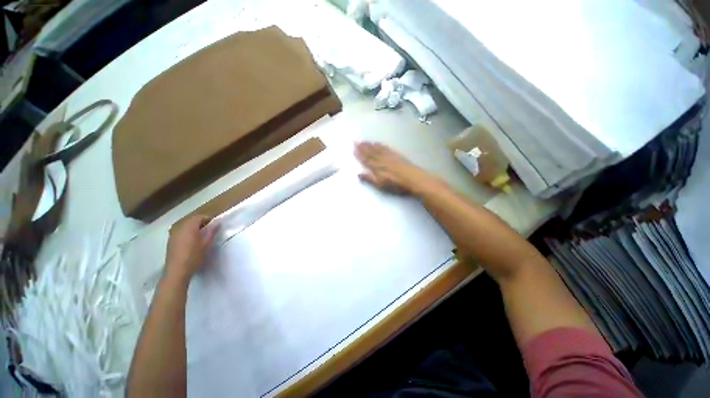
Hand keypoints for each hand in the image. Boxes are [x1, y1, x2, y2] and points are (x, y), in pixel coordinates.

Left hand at [164, 215, 217, 283]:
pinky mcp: (170, 241)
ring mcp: (173, 235)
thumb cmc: (194, 256)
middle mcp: (179, 228)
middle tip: (209, 230)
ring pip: (185, 226)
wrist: (177, 271)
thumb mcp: (206, 244)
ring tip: (201, 236)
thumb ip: (211, 232)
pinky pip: (180, 232)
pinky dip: (187, 233)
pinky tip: (191, 242)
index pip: (199, 217)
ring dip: (194, 228)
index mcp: (189, 227)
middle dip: (201, 223)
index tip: (214, 225)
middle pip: (191, 220)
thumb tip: (217, 223)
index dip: (208, 219)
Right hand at [355, 142, 433, 194]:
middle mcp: (382, 160)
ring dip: (370, 145)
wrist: (414, 179)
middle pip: (371, 153)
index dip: (359, 154)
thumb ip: (369, 179)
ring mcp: (390, 157)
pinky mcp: (397, 156)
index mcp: (377, 167)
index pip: (366, 160)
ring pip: (377, 149)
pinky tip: (378, 143)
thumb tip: (358, 173)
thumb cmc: (396, 185)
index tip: (353, 148)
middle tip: (356, 141)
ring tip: (364, 141)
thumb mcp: (381, 185)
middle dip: (362, 147)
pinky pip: (386, 148)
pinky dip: (381, 145)